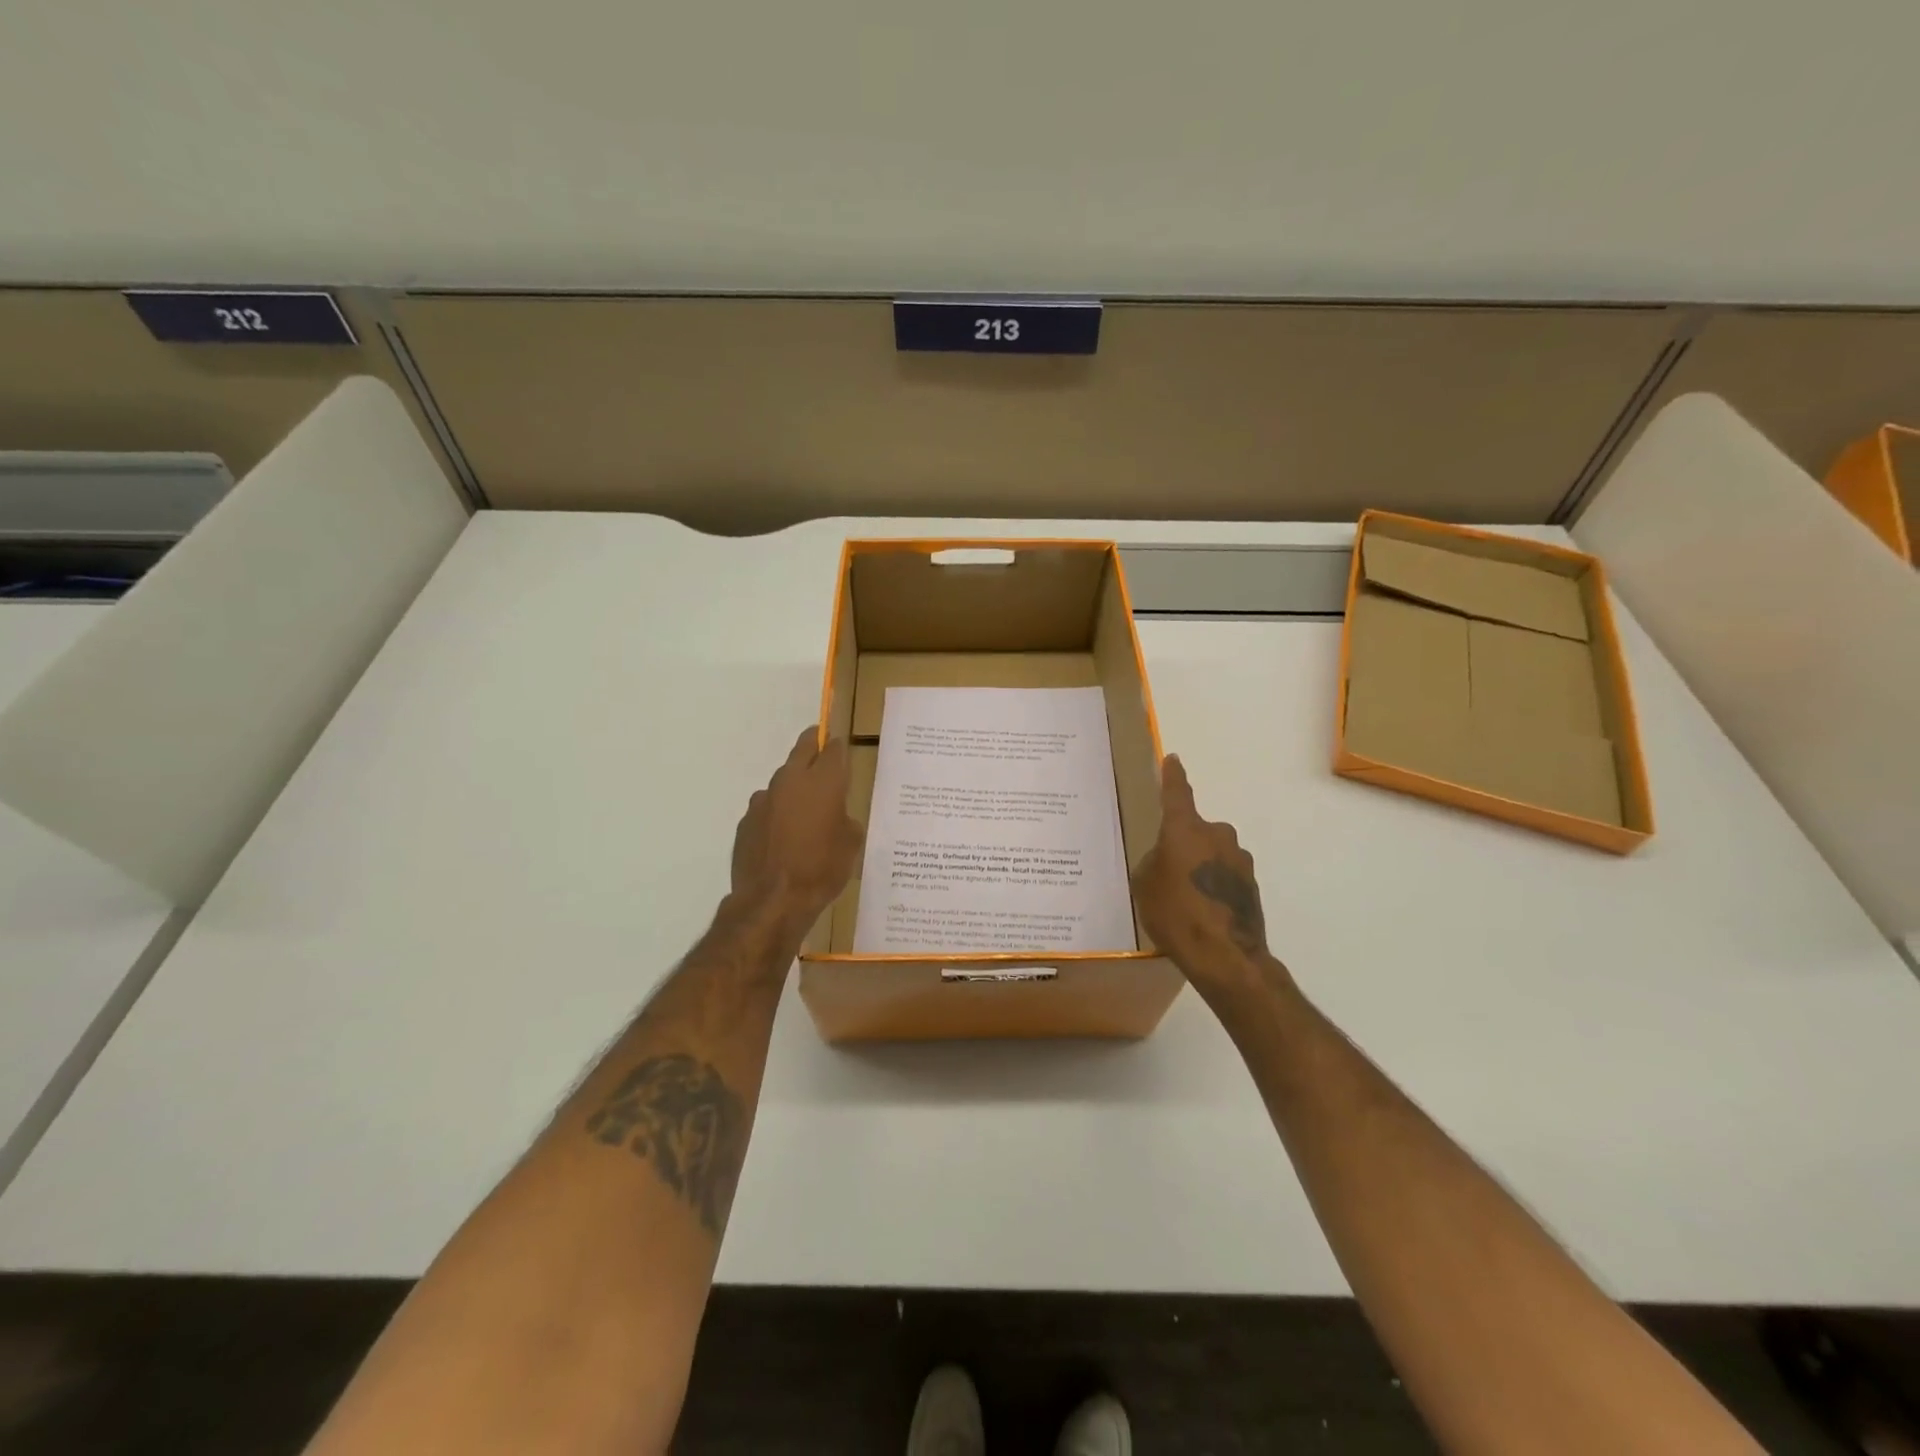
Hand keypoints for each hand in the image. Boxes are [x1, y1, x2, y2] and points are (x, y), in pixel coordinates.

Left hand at [729, 727, 863, 931]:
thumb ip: (845, 819)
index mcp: (823, 781)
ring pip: (783, 780)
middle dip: (813, 745)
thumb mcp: (851, 844)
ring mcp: (764, 798)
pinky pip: (767, 807)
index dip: (839, 749)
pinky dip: (777, 813)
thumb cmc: (822, 869)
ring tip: (803, 810)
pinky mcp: (746, 819)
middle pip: (803, 748)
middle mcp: (791, 780)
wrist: (773, 900)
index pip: (834, 749)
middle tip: (821, 750)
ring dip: (794, 786)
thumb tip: (836, 815)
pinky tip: (783, 836)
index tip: (842, 753)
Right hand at [1132, 755, 1294, 1006]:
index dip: (1172, 777)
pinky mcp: (1252, 883)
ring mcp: (1239, 859)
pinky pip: (1224, 876)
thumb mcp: (1145, 885)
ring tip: (1186, 900)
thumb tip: (1168, 859)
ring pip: (1212, 854)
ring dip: (1200, 867)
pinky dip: (1214, 886)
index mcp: (1185, 829)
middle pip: (1194, 831)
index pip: (1176, 793)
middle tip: (1167, 873)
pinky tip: (1203, 912)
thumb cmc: (1176, 914)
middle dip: (1182, 846)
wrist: (1226, 956)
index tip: (1173, 760)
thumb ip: (1154, 862)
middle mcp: (1216, 835)